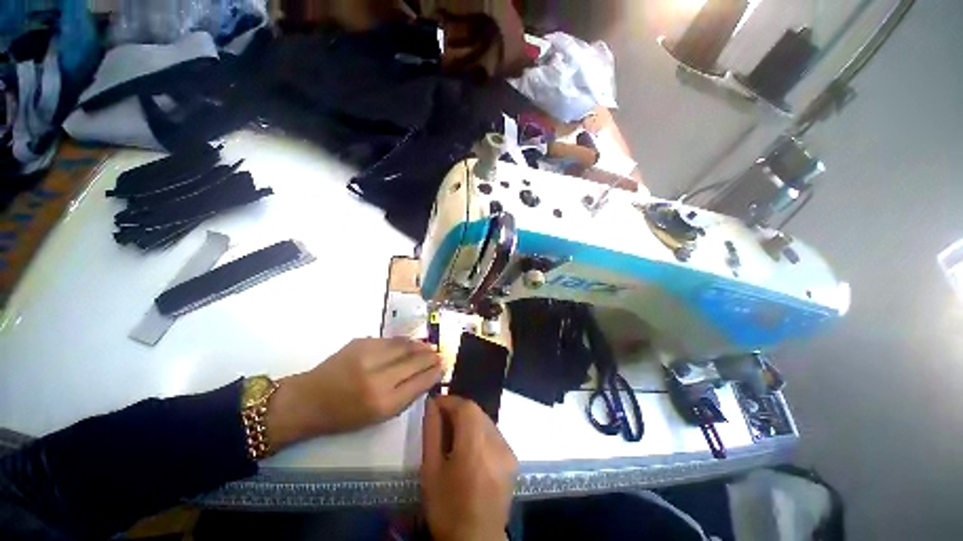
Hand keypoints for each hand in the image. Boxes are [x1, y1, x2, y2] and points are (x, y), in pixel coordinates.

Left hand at [267, 338, 442, 448]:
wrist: (308, 399)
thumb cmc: (344, 416)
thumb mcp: (378, 416)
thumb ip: (406, 396)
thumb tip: (428, 376)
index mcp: (383, 403)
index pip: (420, 381)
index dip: (434, 372)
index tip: (444, 365)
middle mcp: (378, 377)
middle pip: (415, 360)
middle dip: (431, 356)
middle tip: (440, 353)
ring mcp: (368, 356)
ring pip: (405, 345)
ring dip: (420, 345)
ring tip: (429, 346)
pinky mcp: (360, 342)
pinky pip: (391, 340)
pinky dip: (404, 341)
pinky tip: (410, 343)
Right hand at [421, 396, 517, 540]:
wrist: (476, 540)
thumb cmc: (447, 508)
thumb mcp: (430, 471)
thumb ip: (431, 432)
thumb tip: (432, 404)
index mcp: (475, 449)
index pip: (466, 408)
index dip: (450, 401)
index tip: (436, 403)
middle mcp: (497, 445)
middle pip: (477, 411)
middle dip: (458, 409)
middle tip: (442, 417)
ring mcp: (508, 450)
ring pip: (486, 419)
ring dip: (469, 419)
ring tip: (454, 432)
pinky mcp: (512, 457)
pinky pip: (494, 432)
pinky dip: (480, 431)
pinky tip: (470, 445)